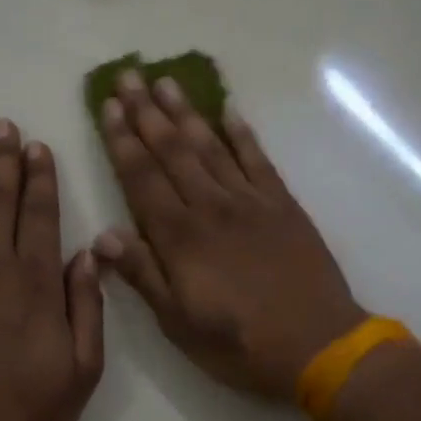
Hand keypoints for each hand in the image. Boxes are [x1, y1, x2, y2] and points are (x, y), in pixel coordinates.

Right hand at [94, 71, 365, 401]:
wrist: (318, 345)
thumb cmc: (240, 343)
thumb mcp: (179, 323)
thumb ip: (142, 275)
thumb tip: (102, 236)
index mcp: (180, 237)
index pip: (141, 177)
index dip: (122, 140)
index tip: (107, 106)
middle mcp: (211, 206)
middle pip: (172, 149)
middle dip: (146, 111)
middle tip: (128, 76)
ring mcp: (250, 200)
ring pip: (210, 145)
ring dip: (185, 112)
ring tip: (165, 81)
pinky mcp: (282, 204)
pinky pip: (258, 159)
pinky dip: (242, 132)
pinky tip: (228, 110)